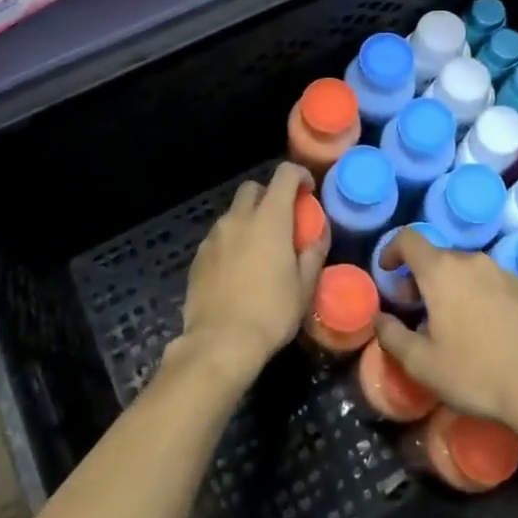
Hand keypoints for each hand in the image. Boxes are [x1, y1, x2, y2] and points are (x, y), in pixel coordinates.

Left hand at [177, 163, 325, 386]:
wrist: (220, 342)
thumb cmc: (271, 313)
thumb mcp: (304, 287)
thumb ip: (313, 253)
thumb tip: (319, 234)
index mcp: (270, 219)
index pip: (284, 175)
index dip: (299, 175)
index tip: (308, 191)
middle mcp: (239, 218)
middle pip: (253, 188)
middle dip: (269, 195)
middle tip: (282, 220)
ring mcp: (215, 235)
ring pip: (233, 213)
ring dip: (249, 219)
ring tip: (260, 248)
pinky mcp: (199, 256)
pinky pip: (219, 236)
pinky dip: (232, 241)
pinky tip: (238, 268)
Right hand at [372, 229, 517, 442]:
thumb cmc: (476, 373)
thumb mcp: (421, 364)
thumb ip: (392, 336)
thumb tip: (379, 319)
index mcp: (442, 270)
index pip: (409, 238)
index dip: (392, 250)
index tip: (387, 273)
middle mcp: (473, 261)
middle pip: (438, 256)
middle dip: (421, 277)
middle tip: (417, 309)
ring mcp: (505, 272)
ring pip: (468, 270)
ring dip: (452, 287)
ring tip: (453, 322)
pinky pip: (493, 283)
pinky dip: (481, 296)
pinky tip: (487, 330)